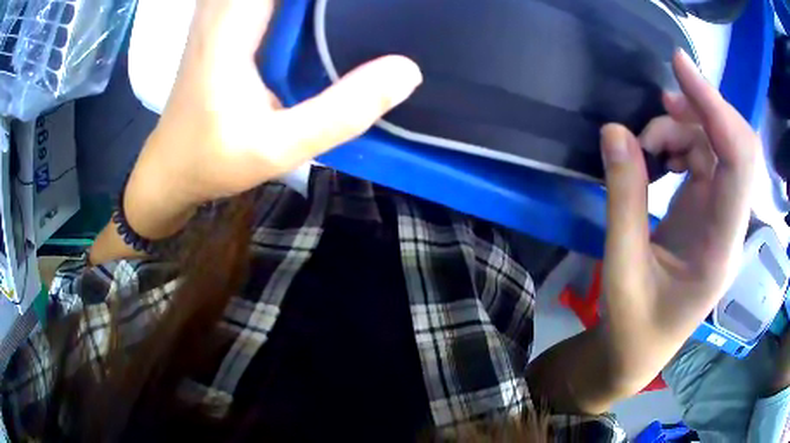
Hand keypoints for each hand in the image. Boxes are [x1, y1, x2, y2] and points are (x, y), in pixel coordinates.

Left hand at [124, 0, 421, 238]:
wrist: (171, 168)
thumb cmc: (213, 160)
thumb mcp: (278, 148)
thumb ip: (341, 112)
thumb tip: (407, 71)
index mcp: (231, 29)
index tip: (367, 5)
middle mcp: (221, 8)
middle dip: (320, 2)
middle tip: (363, 10)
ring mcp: (217, 12)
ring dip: (305, 4)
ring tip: (340, 15)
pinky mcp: (220, 21)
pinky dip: (290, 5)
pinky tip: (313, 16)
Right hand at [600, 50, 757, 389]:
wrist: (638, 351)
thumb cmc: (633, 327)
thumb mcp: (621, 270)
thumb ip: (623, 200)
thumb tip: (615, 132)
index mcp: (720, 248)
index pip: (738, 163)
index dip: (716, 107)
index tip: (678, 66)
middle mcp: (730, 224)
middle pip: (735, 145)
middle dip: (700, 111)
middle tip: (658, 106)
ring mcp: (720, 215)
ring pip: (715, 145)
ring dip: (681, 129)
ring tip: (644, 147)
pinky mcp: (706, 210)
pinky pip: (702, 156)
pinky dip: (677, 142)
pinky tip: (654, 157)